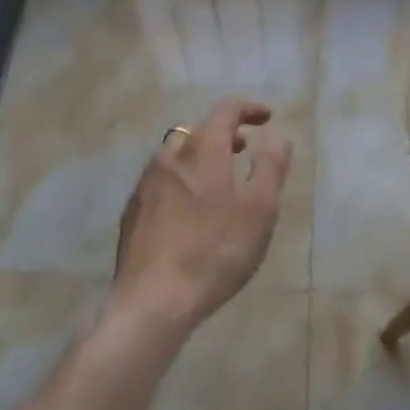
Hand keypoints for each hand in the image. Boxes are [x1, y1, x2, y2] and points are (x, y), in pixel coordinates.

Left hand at [110, 99, 292, 337]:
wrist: (152, 300)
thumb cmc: (214, 252)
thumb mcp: (259, 211)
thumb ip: (270, 168)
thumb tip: (277, 136)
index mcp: (202, 152)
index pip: (225, 112)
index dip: (247, 109)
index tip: (267, 117)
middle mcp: (170, 158)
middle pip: (197, 131)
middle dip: (223, 134)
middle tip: (244, 149)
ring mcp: (146, 184)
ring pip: (175, 154)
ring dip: (199, 156)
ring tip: (218, 180)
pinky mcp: (133, 211)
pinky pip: (161, 180)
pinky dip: (180, 179)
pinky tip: (188, 209)